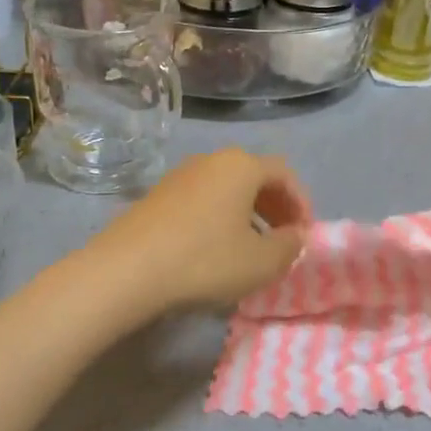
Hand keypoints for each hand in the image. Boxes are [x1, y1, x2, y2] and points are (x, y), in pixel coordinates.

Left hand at [91, 149, 311, 314]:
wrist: (126, 271)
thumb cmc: (205, 260)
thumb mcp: (261, 262)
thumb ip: (289, 246)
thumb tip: (296, 235)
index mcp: (242, 166)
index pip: (285, 174)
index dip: (301, 203)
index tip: (305, 235)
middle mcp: (211, 160)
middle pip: (254, 177)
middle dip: (275, 207)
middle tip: (282, 238)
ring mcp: (180, 175)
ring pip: (226, 188)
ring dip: (246, 213)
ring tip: (250, 247)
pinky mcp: (157, 195)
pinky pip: (201, 200)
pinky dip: (218, 218)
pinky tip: (214, 249)